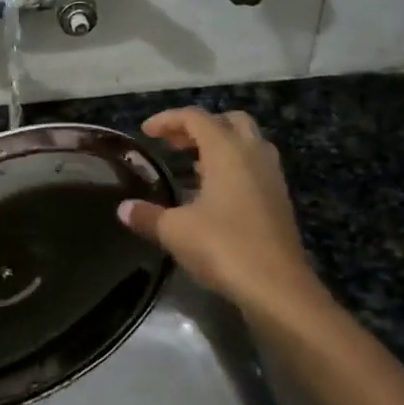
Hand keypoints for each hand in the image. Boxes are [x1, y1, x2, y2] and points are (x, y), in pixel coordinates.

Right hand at [118, 108, 317, 311]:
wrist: (277, 287)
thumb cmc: (224, 247)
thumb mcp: (176, 231)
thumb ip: (147, 216)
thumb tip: (123, 209)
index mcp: (227, 151)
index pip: (196, 118)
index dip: (168, 120)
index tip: (146, 132)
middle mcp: (253, 154)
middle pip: (229, 121)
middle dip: (200, 127)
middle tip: (174, 145)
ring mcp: (271, 177)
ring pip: (246, 143)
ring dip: (219, 146)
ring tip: (191, 166)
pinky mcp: (279, 200)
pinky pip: (254, 167)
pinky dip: (232, 168)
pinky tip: (213, 194)